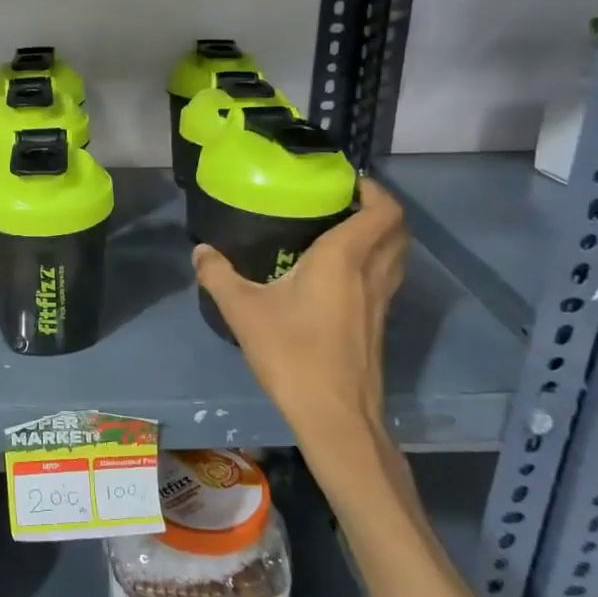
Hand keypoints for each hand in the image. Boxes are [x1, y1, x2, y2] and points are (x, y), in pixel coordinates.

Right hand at [193, 178, 406, 429]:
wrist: (334, 415)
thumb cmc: (292, 354)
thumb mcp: (243, 311)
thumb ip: (218, 275)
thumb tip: (200, 250)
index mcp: (344, 258)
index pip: (383, 211)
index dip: (374, 189)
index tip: (347, 181)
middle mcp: (371, 273)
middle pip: (397, 230)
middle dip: (379, 209)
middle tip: (344, 204)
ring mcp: (381, 302)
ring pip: (397, 256)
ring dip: (381, 237)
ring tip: (344, 233)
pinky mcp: (380, 326)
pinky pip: (387, 279)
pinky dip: (375, 264)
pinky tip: (341, 278)